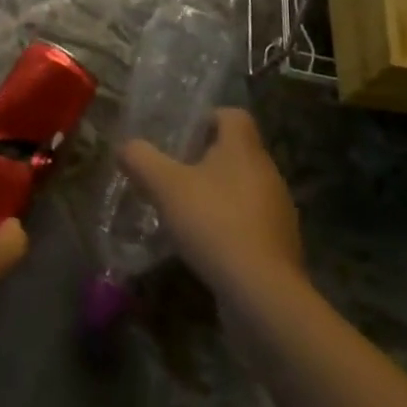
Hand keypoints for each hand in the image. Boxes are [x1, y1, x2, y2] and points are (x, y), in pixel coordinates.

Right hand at [119, 108, 303, 301]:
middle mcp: (267, 172)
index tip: (183, 137)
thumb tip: (125, 147)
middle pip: (238, 152)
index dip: (208, 118)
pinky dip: (230, 226)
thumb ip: (141, 159)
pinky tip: (207, 245)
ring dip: (219, 195)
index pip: (234, 115)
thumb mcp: (165, 186)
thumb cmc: (214, 223)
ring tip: (187, 212)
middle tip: (175, 174)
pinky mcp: (281, 244)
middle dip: (207, 160)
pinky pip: (251, 222)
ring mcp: (278, 210)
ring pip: (244, 188)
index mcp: (244, 149)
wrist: (262, 291)